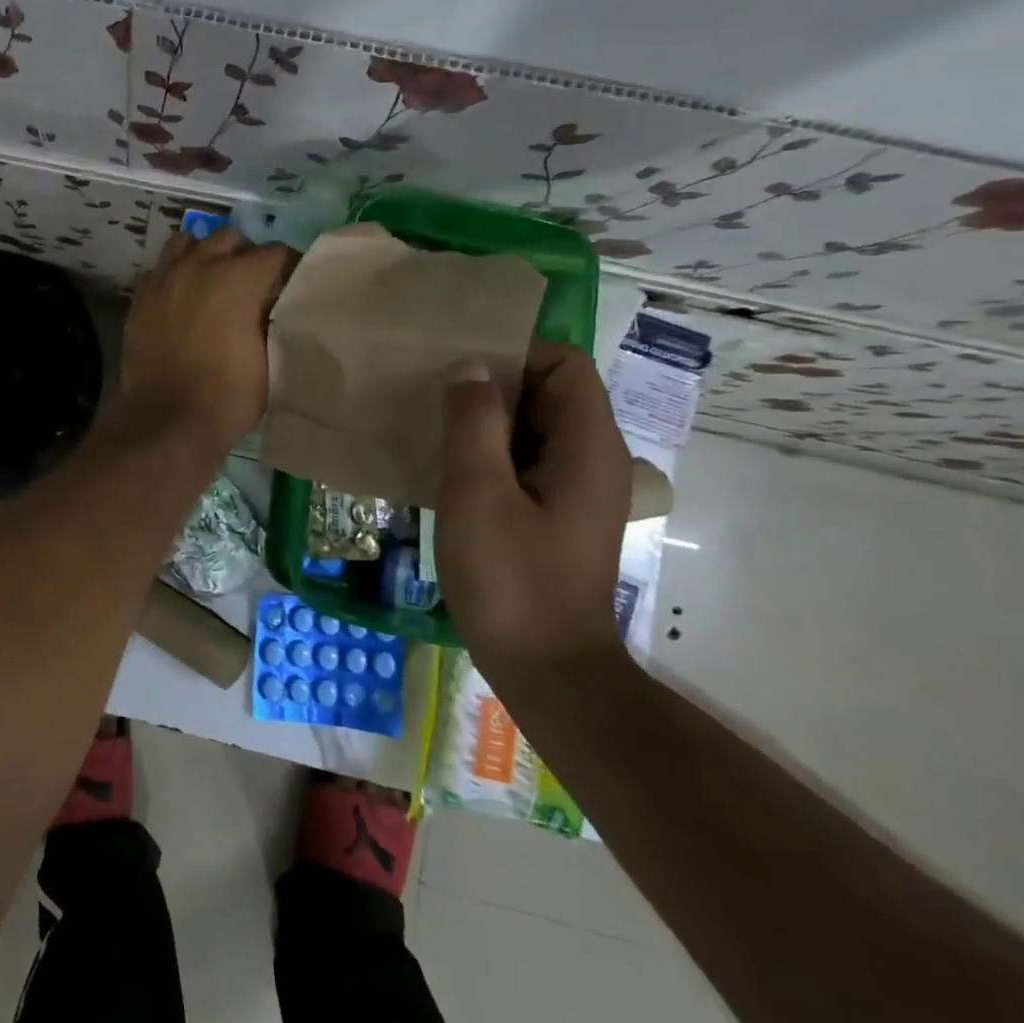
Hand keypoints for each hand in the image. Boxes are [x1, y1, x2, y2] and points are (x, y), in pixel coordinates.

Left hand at [116, 227, 293, 451]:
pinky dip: (174, 274)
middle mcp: (199, 265)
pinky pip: (160, 268)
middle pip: (228, 237)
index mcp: (238, 277)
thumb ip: (269, 319)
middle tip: (248, 283)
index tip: (287, 284)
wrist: (168, 420)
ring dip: (204, 254)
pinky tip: (180, 297)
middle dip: (243, 254)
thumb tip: (266, 303)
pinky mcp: (139, 297)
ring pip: (187, 242)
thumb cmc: (228, 395)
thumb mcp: (269, 358)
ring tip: (210, 279)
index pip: (274, 252)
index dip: (285, 267)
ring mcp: (164, 278)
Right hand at [432, 341, 631, 694]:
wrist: (545, 668)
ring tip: (432, 425)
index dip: (515, 354)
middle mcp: (591, 458)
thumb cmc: (511, 578)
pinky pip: (523, 458)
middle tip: (433, 394)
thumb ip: (473, 423)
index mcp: (587, 446)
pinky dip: (489, 451)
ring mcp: (573, 487)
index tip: (459, 369)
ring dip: (485, 419)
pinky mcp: (553, 512)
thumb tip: (470, 367)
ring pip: (532, 426)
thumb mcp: (479, 492)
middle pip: (549, 391)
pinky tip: (448, 467)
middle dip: (493, 384)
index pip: (565, 364)